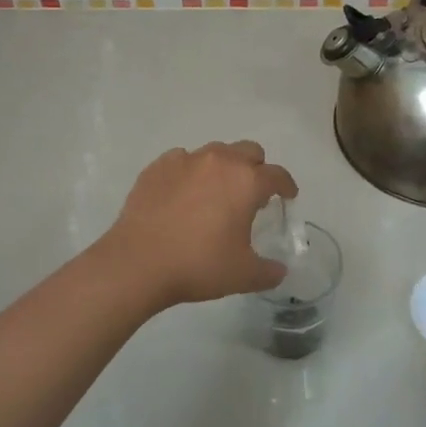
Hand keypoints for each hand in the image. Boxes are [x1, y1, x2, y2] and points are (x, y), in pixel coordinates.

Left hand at [99, 141, 298, 307]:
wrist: (138, 263)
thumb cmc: (198, 265)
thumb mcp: (243, 275)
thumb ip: (269, 271)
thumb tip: (279, 270)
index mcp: (246, 181)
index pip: (277, 175)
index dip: (287, 186)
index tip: (287, 197)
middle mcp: (219, 161)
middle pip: (249, 151)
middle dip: (256, 169)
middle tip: (252, 195)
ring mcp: (185, 160)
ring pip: (215, 152)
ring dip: (223, 168)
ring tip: (216, 194)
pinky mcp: (157, 167)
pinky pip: (182, 161)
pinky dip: (189, 173)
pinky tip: (183, 195)